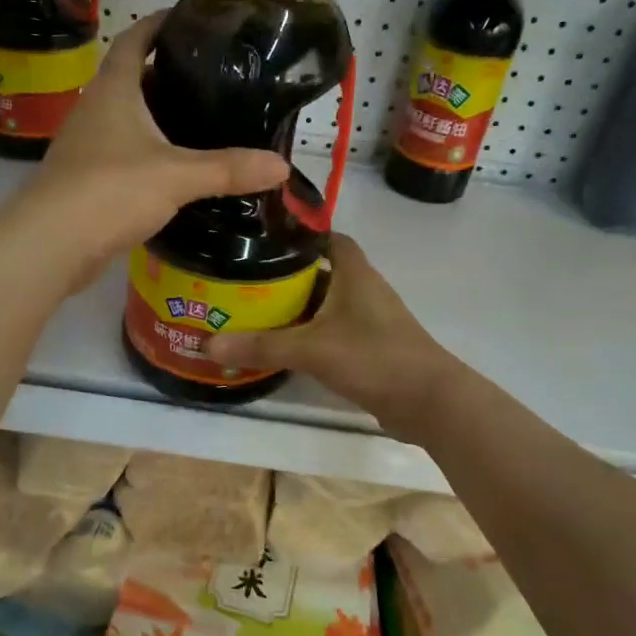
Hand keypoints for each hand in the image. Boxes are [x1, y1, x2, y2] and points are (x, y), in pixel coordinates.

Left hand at [8, 12, 289, 292]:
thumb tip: (282, 166)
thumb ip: (228, 169)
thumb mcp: (177, 176)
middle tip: (207, 78)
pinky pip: (120, 155)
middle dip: (162, 74)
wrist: (52, 243)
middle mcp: (94, 110)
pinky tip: (170, 171)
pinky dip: (145, 154)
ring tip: (196, 122)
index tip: (184, 17)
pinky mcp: (84, 180)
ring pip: (123, 120)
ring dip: (153, 117)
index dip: (156, 24)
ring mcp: (85, 146)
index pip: (133, 40)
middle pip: (129, 79)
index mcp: (113, 91)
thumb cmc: (111, 190)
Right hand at [203, 234, 463, 436]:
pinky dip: (309, 333)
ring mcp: (369, 319)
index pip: (326, 237)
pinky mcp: (370, 346)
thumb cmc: (374, 357)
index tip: (261, 239)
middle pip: (320, 271)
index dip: (297, 234)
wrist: (428, 402)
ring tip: (253, 309)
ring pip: (325, 303)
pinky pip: (332, 330)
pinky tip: (282, 344)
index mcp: (354, 272)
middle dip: (285, 274)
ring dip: (296, 307)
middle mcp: (362, 288)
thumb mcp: (312, 349)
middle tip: (243, 278)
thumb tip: (207, 343)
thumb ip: (261, 345)